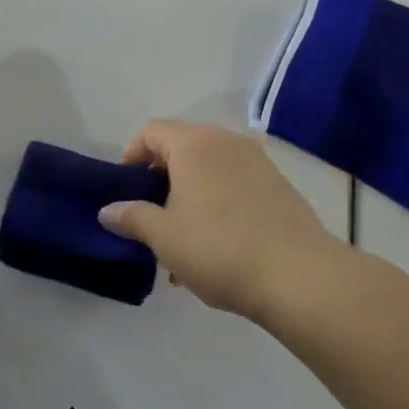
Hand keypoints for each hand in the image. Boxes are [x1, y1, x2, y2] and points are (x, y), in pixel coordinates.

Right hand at [98, 121, 339, 323]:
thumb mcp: (164, 237)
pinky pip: (235, 186)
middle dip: (161, 182)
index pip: (151, 132)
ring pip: (210, 171)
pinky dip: (217, 206)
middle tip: (150, 219)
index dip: (131, 156)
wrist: (300, 276)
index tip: (125, 191)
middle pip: (182, 149)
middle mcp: (226, 142)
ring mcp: (257, 162)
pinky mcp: (279, 187)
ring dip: (189, 199)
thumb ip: (132, 218)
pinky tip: (215, 251)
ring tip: (181, 246)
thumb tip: (108, 210)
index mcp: (194, 144)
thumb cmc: (220, 249)